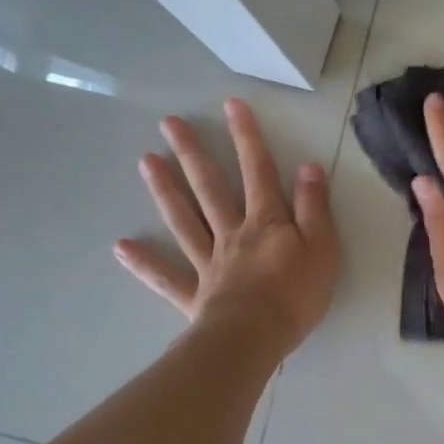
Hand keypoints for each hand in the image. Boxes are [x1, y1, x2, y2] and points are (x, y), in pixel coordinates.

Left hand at [115, 98, 339, 354]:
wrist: (254, 339)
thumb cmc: (296, 294)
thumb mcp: (322, 247)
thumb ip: (314, 207)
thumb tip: (308, 167)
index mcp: (266, 222)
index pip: (258, 171)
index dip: (247, 137)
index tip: (230, 105)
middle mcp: (232, 234)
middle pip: (210, 188)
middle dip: (192, 153)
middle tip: (169, 124)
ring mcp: (208, 263)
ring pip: (184, 221)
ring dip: (165, 191)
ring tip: (145, 162)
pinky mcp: (194, 295)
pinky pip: (166, 277)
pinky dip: (144, 263)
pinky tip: (120, 247)